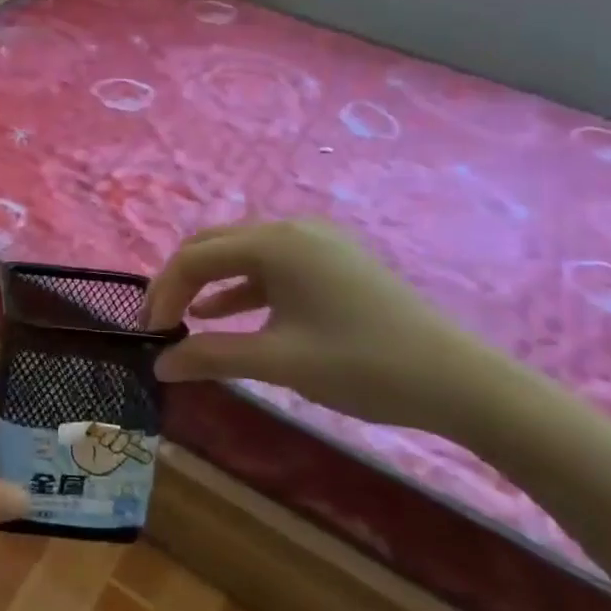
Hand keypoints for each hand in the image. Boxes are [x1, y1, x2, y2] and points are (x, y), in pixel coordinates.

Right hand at [146, 220, 509, 440]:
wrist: (461, 381)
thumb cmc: (361, 365)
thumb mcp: (278, 361)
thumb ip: (212, 356)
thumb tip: (160, 364)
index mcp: (275, 243)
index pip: (196, 257)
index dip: (164, 293)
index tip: (149, 333)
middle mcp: (291, 229)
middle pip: (214, 246)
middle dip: (180, 282)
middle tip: (159, 322)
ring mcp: (316, 243)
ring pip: (241, 254)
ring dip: (208, 283)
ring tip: (183, 320)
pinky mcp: (332, 262)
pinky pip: (271, 267)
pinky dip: (242, 288)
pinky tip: (224, 314)